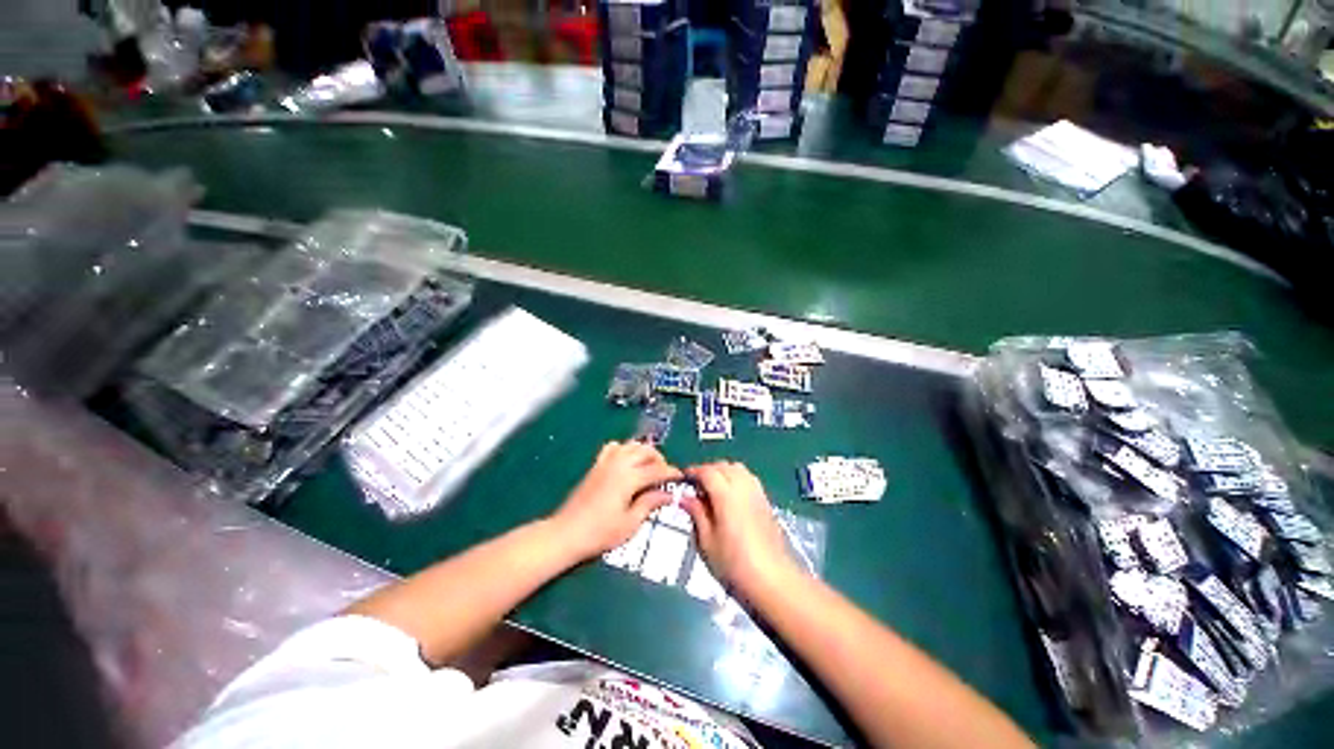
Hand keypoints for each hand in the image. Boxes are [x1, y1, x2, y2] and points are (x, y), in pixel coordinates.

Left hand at [551, 441, 681, 559]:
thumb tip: (668, 494)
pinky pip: (614, 447)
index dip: (672, 472)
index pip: (657, 469)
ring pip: (631, 445)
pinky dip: (624, 449)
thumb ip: (650, 504)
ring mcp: (606, 462)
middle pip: (646, 450)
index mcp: (630, 477)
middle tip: (664, 474)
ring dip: (644, 452)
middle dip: (659, 459)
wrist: (566, 533)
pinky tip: (626, 461)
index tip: (681, 477)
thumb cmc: (600, 533)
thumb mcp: (630, 523)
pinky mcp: (596, 465)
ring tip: (648, 467)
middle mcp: (619, 463)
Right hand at [682, 462, 797, 593]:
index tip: (683, 478)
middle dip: (708, 470)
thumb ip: (696, 514)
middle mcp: (743, 486)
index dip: (693, 471)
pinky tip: (730, 496)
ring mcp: (757, 492)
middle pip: (723, 466)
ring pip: (737, 469)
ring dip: (723, 471)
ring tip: (712, 489)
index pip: (707, 471)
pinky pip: (748, 478)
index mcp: (726, 494)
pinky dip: (736, 478)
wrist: (772, 579)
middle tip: (696, 485)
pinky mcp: (765, 500)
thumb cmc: (734, 564)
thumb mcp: (707, 541)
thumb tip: (685, 497)